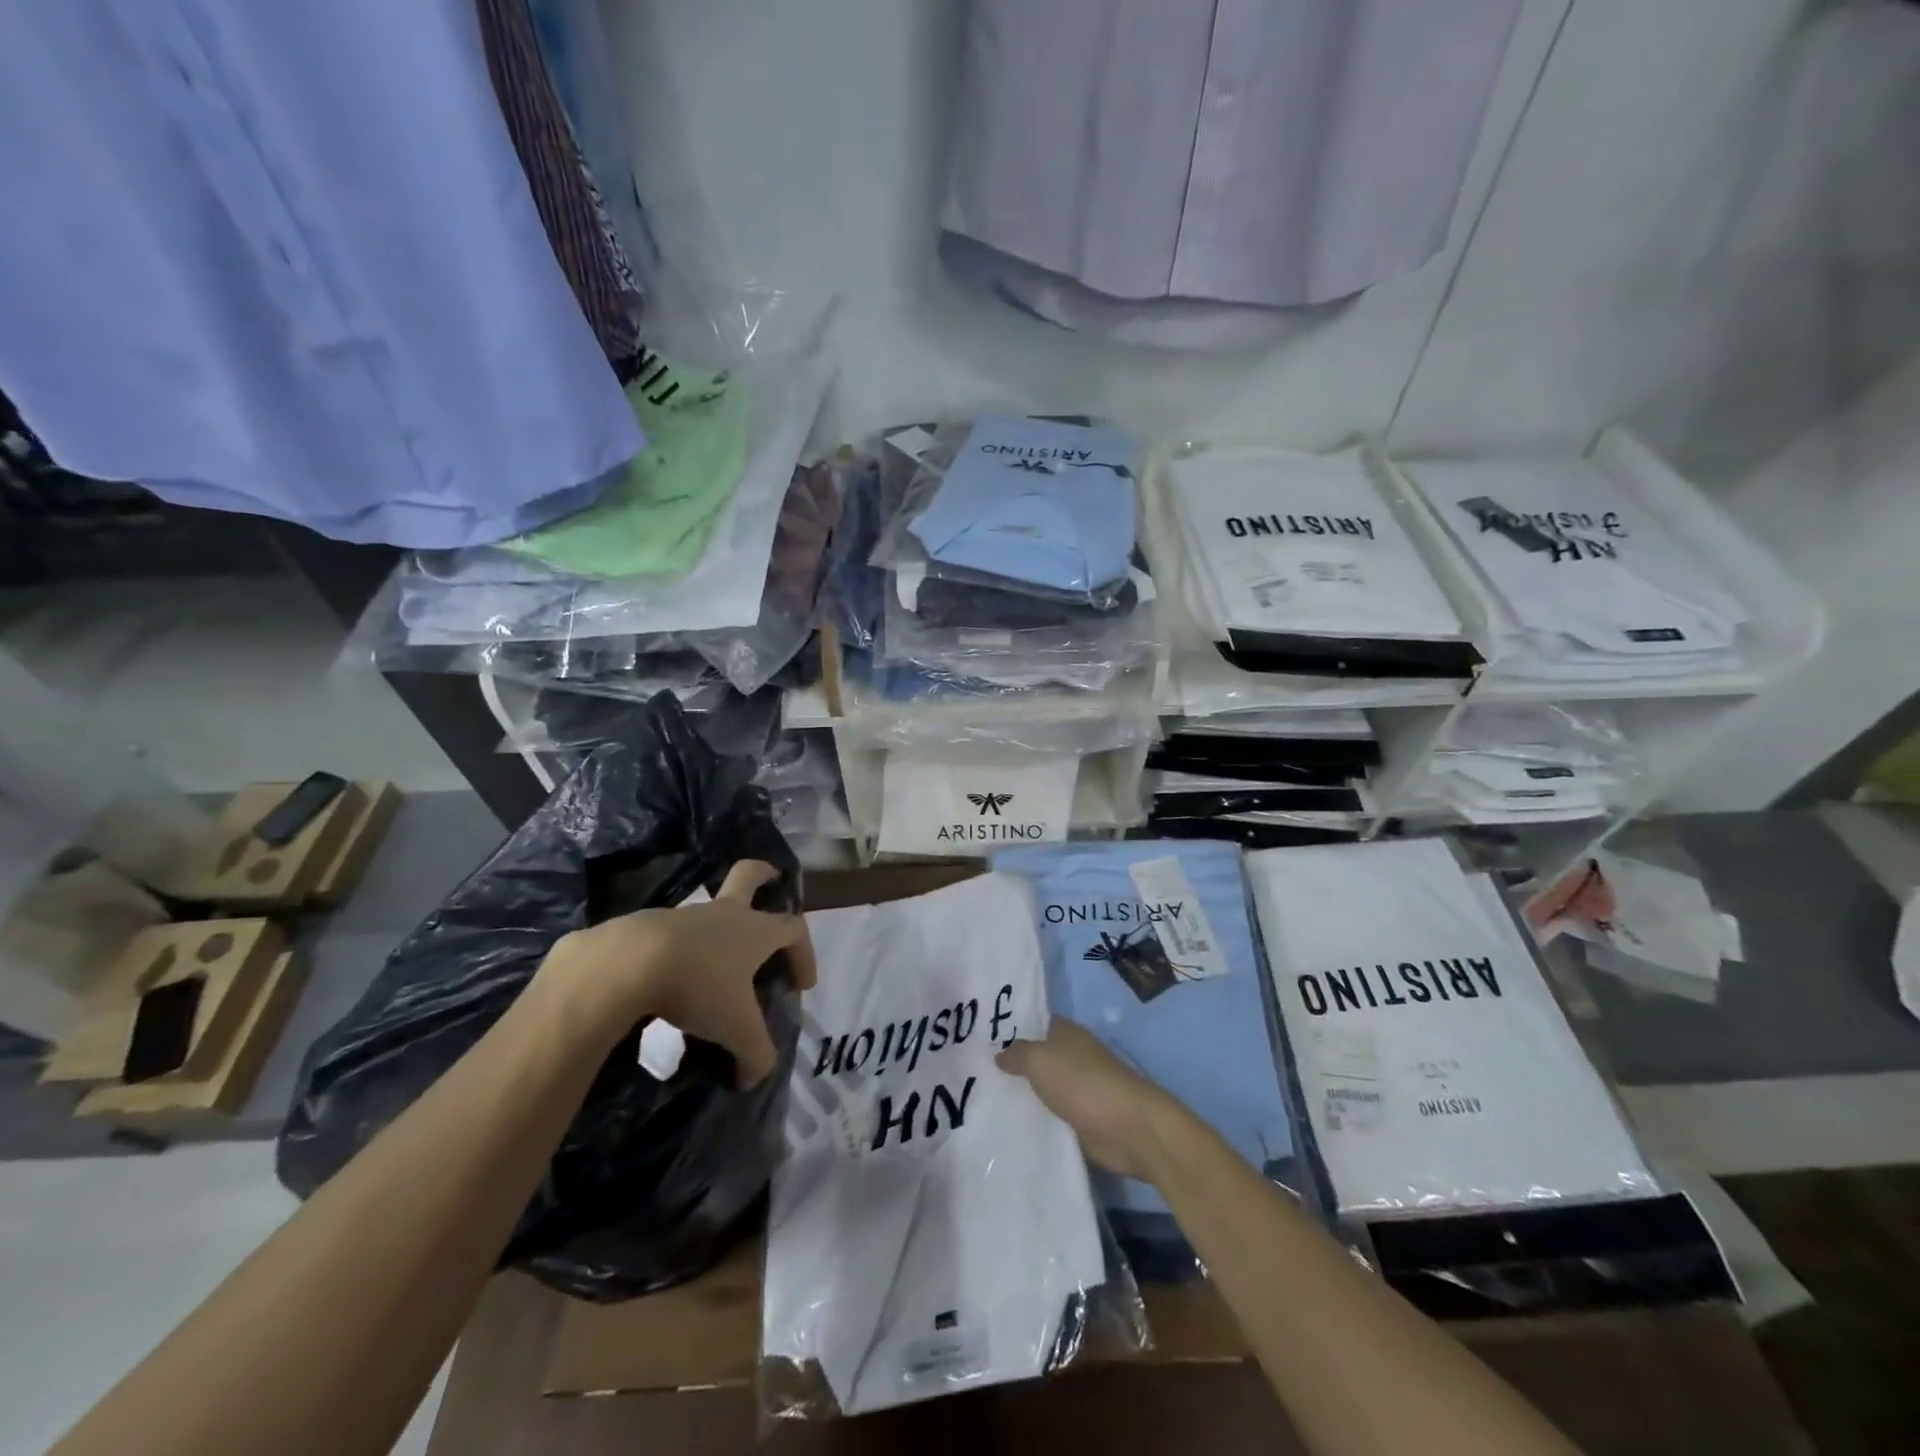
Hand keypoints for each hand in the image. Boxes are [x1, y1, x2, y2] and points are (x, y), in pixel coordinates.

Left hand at [539, 860, 815, 1085]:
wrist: (626, 965)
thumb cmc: (698, 987)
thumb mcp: (737, 1029)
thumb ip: (755, 1054)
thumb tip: (753, 1076)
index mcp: (755, 930)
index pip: (795, 928)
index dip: (806, 953)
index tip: (803, 985)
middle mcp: (724, 914)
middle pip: (749, 876)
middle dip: (763, 874)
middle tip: (771, 877)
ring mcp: (684, 916)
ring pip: (708, 910)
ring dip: (717, 927)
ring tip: (712, 965)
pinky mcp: (647, 926)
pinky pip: (671, 935)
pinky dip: (677, 952)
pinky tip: (668, 983)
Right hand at [997, 1019, 1186, 1182]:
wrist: (1127, 1127)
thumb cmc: (1082, 1082)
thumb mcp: (1040, 1060)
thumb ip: (1017, 1054)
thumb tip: (1000, 1054)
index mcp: (1066, 1033)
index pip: (1035, 1023)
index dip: (1012, 1028)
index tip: (982, 1039)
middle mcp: (1073, 1056)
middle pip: (1038, 1057)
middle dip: (1014, 1064)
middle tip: (975, 1072)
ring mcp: (1079, 1088)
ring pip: (1044, 1087)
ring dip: (1025, 1094)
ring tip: (985, 1099)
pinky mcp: (1083, 1119)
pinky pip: (1053, 1114)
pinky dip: (1038, 1118)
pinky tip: (1011, 1124)